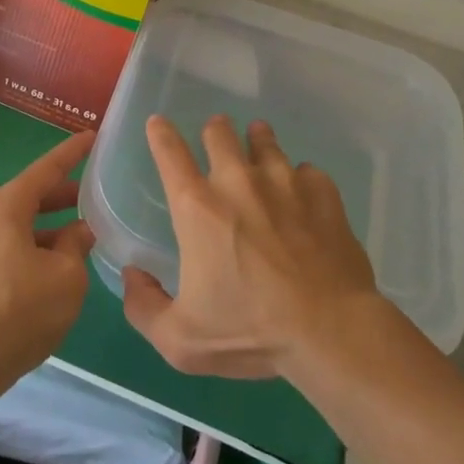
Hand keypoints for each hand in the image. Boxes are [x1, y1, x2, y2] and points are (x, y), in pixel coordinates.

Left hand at [0, 130, 96, 407]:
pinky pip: (9, 251)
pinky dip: (34, 251)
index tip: (93, 136)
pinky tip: (53, 273)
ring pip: (20, 228)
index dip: (72, 153)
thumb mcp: (66, 278)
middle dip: (63, 196)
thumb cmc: (18, 312)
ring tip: (81, 240)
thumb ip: (77, 246)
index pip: (46, 169)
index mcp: (6, 208)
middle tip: (93, 197)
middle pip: (30, 197)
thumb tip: (78, 231)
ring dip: (50, 230)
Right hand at [122, 115, 379, 379]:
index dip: (160, 133)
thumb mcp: (181, 339)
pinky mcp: (323, 194)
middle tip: (216, 136)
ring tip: (258, 142)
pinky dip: (301, 178)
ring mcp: (285, 182)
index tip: (158, 123)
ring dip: (257, 141)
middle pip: (220, 133)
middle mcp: (237, 181)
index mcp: (197, 207)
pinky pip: (307, 171)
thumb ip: (144, 307)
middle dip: (214, 131)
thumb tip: (133, 276)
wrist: (331, 332)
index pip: (169, 152)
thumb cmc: (251, 332)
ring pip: (265, 141)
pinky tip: (303, 193)